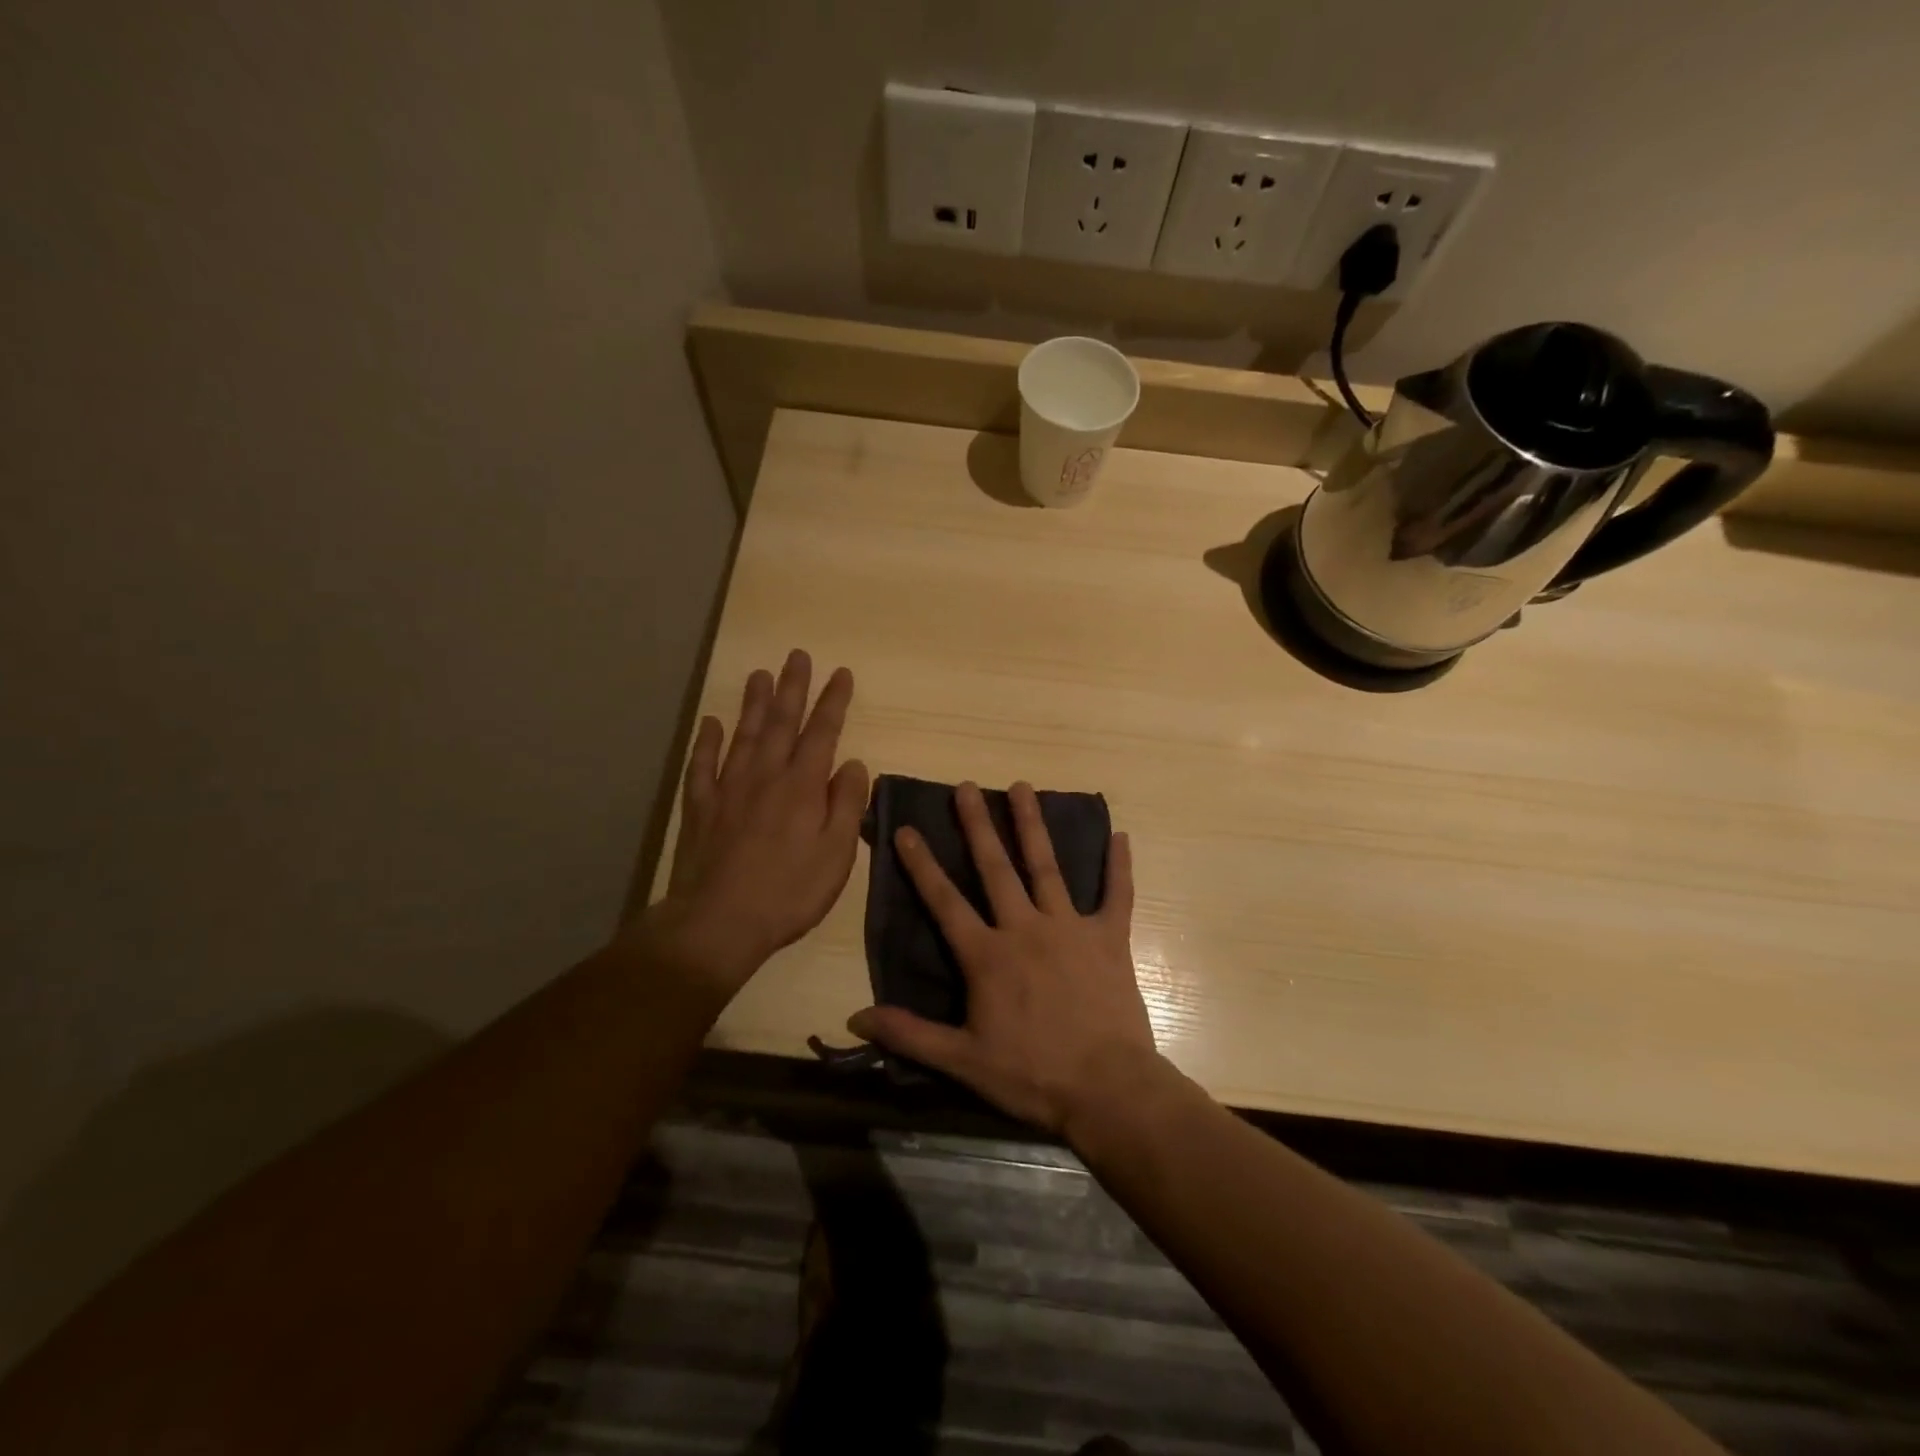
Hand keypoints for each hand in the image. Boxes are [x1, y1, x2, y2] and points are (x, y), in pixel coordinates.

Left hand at [638, 650, 869, 995]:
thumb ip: (846, 805)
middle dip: (792, 687)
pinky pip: (703, 765)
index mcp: (802, 786)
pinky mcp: (700, 808)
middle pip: (780, 722)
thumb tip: (853, 764)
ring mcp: (728, 789)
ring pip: (743, 735)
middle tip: (796, 656)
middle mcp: (765, 776)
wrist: (719, 922)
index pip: (822, 732)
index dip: (833, 701)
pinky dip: (707, 741)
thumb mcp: (836, 854)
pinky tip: (711, 723)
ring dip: (753, 703)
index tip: (841, 673)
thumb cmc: (789, 892)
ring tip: (759, 675)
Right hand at [848, 781, 1160, 1138]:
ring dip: (1032, 826)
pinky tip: (1121, 835)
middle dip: (977, 825)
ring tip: (1022, 787)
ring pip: (1047, 867)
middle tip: (966, 787)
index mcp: (988, 955)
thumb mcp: (962, 1061)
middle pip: (995, 868)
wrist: (1108, 1089)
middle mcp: (1026, 928)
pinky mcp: (1109, 938)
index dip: (922, 865)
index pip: (945, 901)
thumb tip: (854, 1017)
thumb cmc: (1032, 1076)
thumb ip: (909, 1034)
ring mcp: (1071, 927)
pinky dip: (1119, 866)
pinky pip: (1117, 894)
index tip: (906, 829)